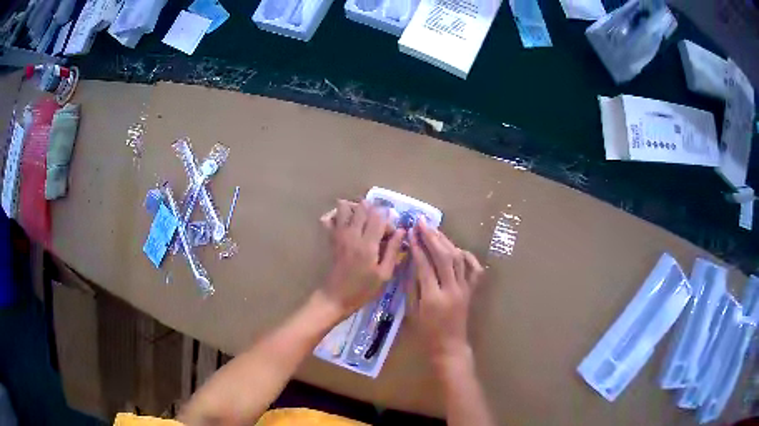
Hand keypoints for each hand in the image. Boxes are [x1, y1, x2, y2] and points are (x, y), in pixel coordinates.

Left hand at [319, 200, 405, 317]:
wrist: (335, 297)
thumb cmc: (363, 289)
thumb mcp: (384, 274)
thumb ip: (393, 250)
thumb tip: (402, 231)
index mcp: (367, 244)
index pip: (379, 216)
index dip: (389, 221)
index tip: (392, 234)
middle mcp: (352, 234)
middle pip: (363, 207)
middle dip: (374, 212)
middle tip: (378, 227)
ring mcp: (339, 234)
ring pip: (345, 206)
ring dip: (356, 209)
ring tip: (363, 222)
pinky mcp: (330, 237)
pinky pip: (330, 217)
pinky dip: (338, 215)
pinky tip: (346, 224)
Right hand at [407, 220, 483, 364]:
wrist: (450, 347)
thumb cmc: (426, 333)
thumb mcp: (412, 311)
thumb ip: (411, 285)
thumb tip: (409, 261)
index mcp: (434, 298)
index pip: (425, 265)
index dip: (417, 247)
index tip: (410, 233)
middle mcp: (452, 290)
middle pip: (444, 256)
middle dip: (432, 237)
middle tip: (421, 222)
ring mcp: (465, 289)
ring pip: (458, 258)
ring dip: (446, 241)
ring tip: (434, 229)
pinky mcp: (471, 290)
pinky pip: (474, 269)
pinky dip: (467, 255)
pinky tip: (457, 247)